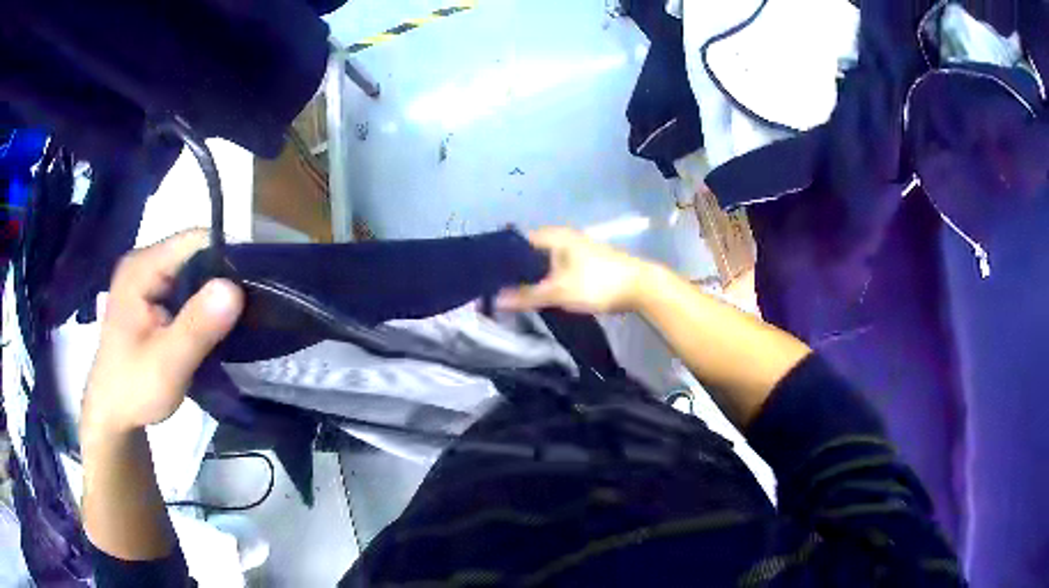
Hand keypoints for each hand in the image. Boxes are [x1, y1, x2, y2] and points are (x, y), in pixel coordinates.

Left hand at [81, 231, 243, 437]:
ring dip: (215, 294)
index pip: (194, 241)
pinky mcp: (151, 297)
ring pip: (192, 272)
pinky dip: (203, 304)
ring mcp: (146, 279)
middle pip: (195, 253)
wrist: (112, 414)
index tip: (255, 289)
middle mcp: (143, 263)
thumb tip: (235, 288)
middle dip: (223, 278)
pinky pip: (185, 288)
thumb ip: (197, 327)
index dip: (228, 257)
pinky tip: (214, 326)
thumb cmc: (134, 390)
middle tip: (250, 311)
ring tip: (237, 320)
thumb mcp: (167, 364)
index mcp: (141, 268)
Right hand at [495, 227, 652, 313]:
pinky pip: (552, 270)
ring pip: (540, 263)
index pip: (514, 242)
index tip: (484, 277)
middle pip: (526, 253)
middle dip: (511, 271)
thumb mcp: (558, 291)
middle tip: (493, 290)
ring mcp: (571, 250)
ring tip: (508, 295)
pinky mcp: (580, 264)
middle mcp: (559, 237)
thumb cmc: (597, 283)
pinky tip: (534, 295)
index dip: (498, 258)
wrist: (640, 287)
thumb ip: (525, 295)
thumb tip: (494, 300)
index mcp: (552, 235)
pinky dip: (542, 280)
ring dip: (527, 277)